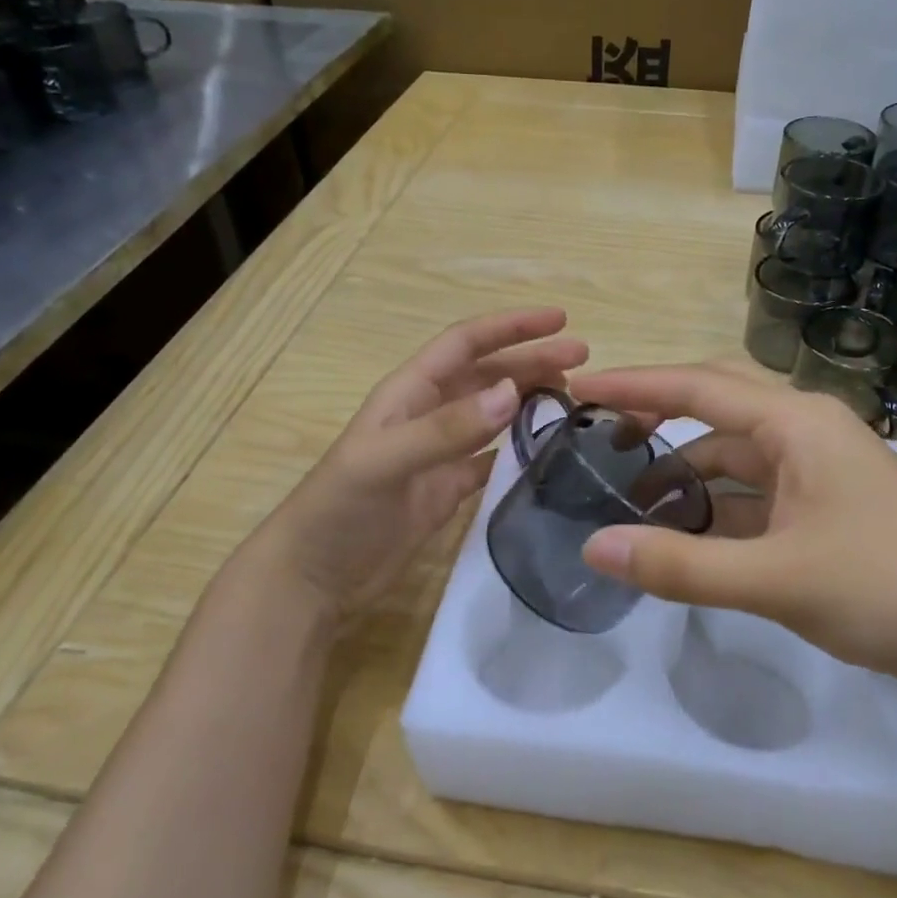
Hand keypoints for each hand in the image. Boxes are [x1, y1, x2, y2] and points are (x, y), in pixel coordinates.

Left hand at [261, 308, 587, 618]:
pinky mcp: (448, 488)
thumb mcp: (386, 462)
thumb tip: (511, 392)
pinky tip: (548, 448)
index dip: (511, 326)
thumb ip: (447, 429)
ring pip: (494, 412)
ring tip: (573, 395)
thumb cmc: (339, 509)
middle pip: (488, 374)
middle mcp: (428, 414)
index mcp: (410, 393)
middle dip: (532, 359)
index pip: (466, 343)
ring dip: (530, 398)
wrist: (313, 577)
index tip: (559, 320)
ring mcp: (440, 453)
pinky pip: (492, 457)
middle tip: (583, 359)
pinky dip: (520, 448)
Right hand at [570, 363, 896, 694]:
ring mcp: (818, 471)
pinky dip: (715, 507)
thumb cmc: (887, 588)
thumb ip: (681, 565)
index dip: (633, 385)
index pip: (698, 387)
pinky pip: (754, 493)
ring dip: (685, 472)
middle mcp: (806, 432)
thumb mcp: (775, 579)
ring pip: (734, 456)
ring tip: (628, 500)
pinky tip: (684, 534)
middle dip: (657, 414)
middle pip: (715, 406)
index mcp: (797, 422)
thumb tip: (593, 546)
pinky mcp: (824, 508)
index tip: (578, 386)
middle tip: (598, 432)